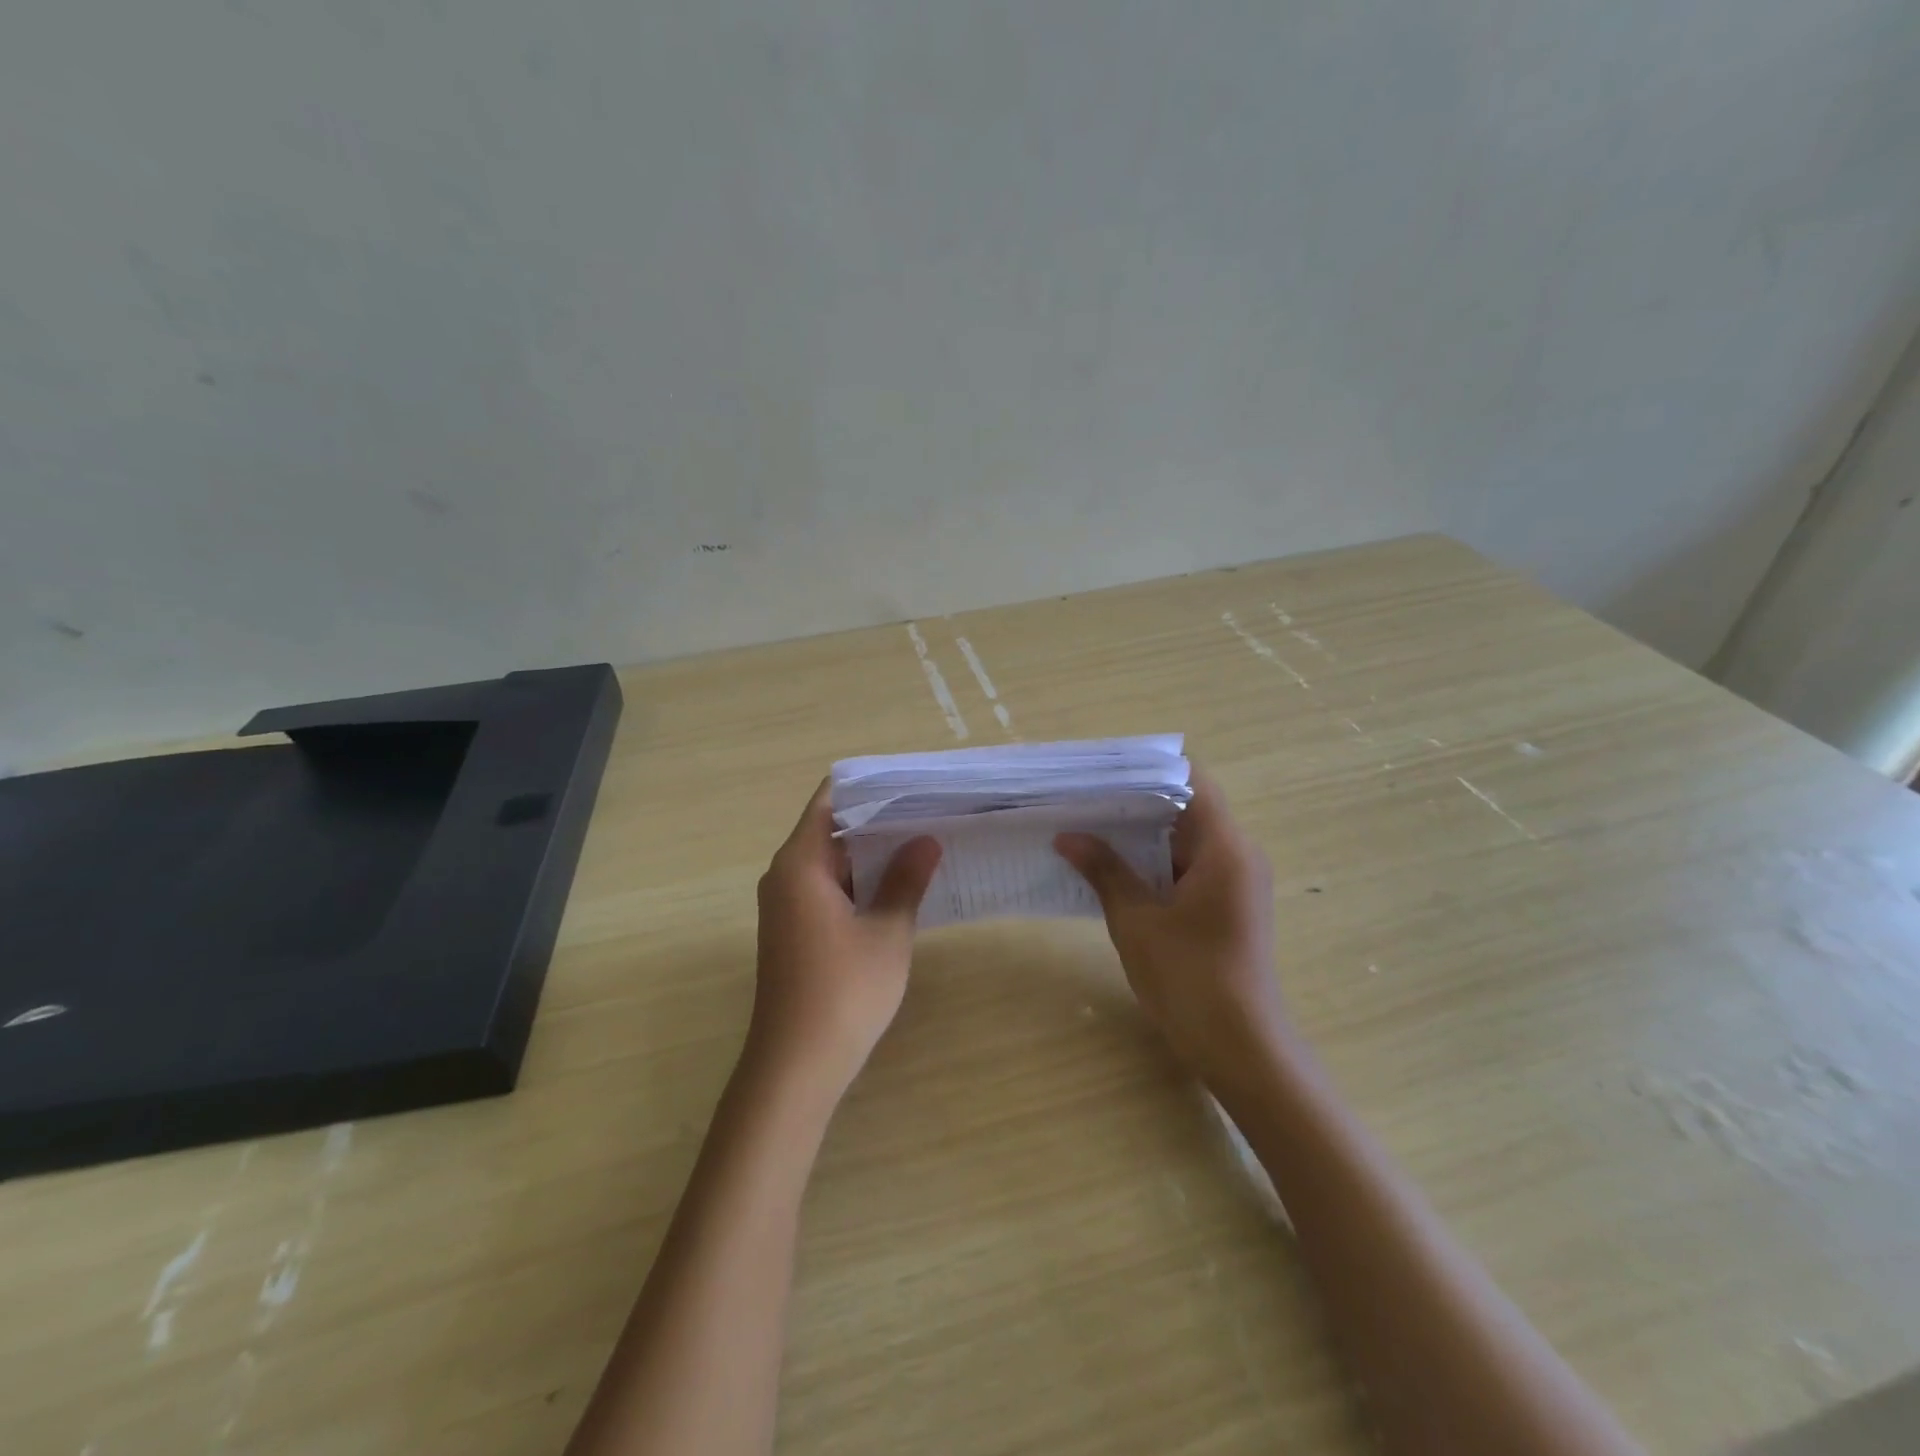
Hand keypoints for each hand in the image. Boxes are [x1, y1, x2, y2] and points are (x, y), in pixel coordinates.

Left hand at [749, 780, 941, 1104]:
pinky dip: (859, 879)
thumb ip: (905, 880)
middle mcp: (785, 875)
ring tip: (922, 838)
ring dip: (870, 851)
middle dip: (877, 818)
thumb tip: (926, 840)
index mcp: (800, 863)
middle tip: (929, 808)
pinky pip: (826, 886)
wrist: (795, 1067)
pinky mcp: (793, 929)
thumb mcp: (887, 932)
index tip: (911, 782)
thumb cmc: (843, 992)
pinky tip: (898, 883)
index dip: (869, 786)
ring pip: (831, 859)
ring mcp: (786, 904)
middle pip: (831, 827)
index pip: (830, 800)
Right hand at [1055, 770, 1286, 1086]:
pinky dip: (1156, 861)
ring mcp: (1237, 881)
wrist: (1241, 1048)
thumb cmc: (1189, 979)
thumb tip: (1068, 836)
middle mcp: (1239, 854)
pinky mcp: (1230, 905)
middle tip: (1085, 798)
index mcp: (1224, 848)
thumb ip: (1105, 871)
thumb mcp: (1136, 921)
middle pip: (1188, 807)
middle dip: (1137, 802)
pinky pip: (1191, 866)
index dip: (1148, 769)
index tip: (1104, 771)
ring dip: (1144, 834)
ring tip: (1091, 827)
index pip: (1192, 781)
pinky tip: (1115, 867)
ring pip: (1187, 838)